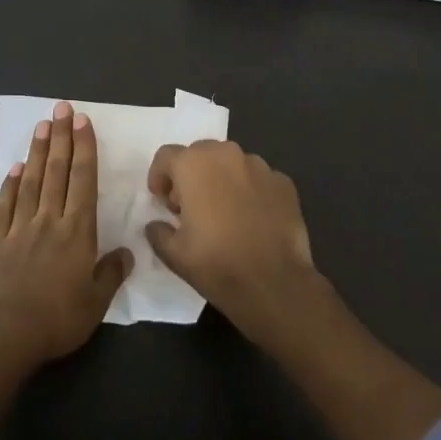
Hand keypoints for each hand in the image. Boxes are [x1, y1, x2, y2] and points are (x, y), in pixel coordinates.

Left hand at [0, 102, 133, 364]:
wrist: (5, 334)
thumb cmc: (58, 319)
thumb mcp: (96, 303)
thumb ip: (111, 273)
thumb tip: (127, 252)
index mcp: (77, 231)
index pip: (82, 180)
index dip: (84, 148)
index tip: (83, 121)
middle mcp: (49, 220)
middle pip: (56, 171)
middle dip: (61, 137)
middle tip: (62, 108)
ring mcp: (20, 227)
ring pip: (30, 181)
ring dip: (37, 151)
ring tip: (41, 125)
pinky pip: (5, 205)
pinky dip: (10, 184)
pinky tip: (13, 169)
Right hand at [144, 140, 318, 335]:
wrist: (275, 285)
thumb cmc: (217, 264)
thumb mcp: (173, 254)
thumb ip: (158, 231)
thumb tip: (156, 224)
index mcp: (194, 165)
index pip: (166, 156)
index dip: (159, 176)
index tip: (161, 200)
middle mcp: (227, 154)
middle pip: (200, 154)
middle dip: (190, 175)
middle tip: (189, 207)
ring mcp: (260, 166)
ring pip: (231, 164)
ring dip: (221, 180)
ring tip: (223, 213)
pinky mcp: (284, 183)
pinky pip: (258, 179)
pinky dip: (249, 191)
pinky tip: (251, 219)